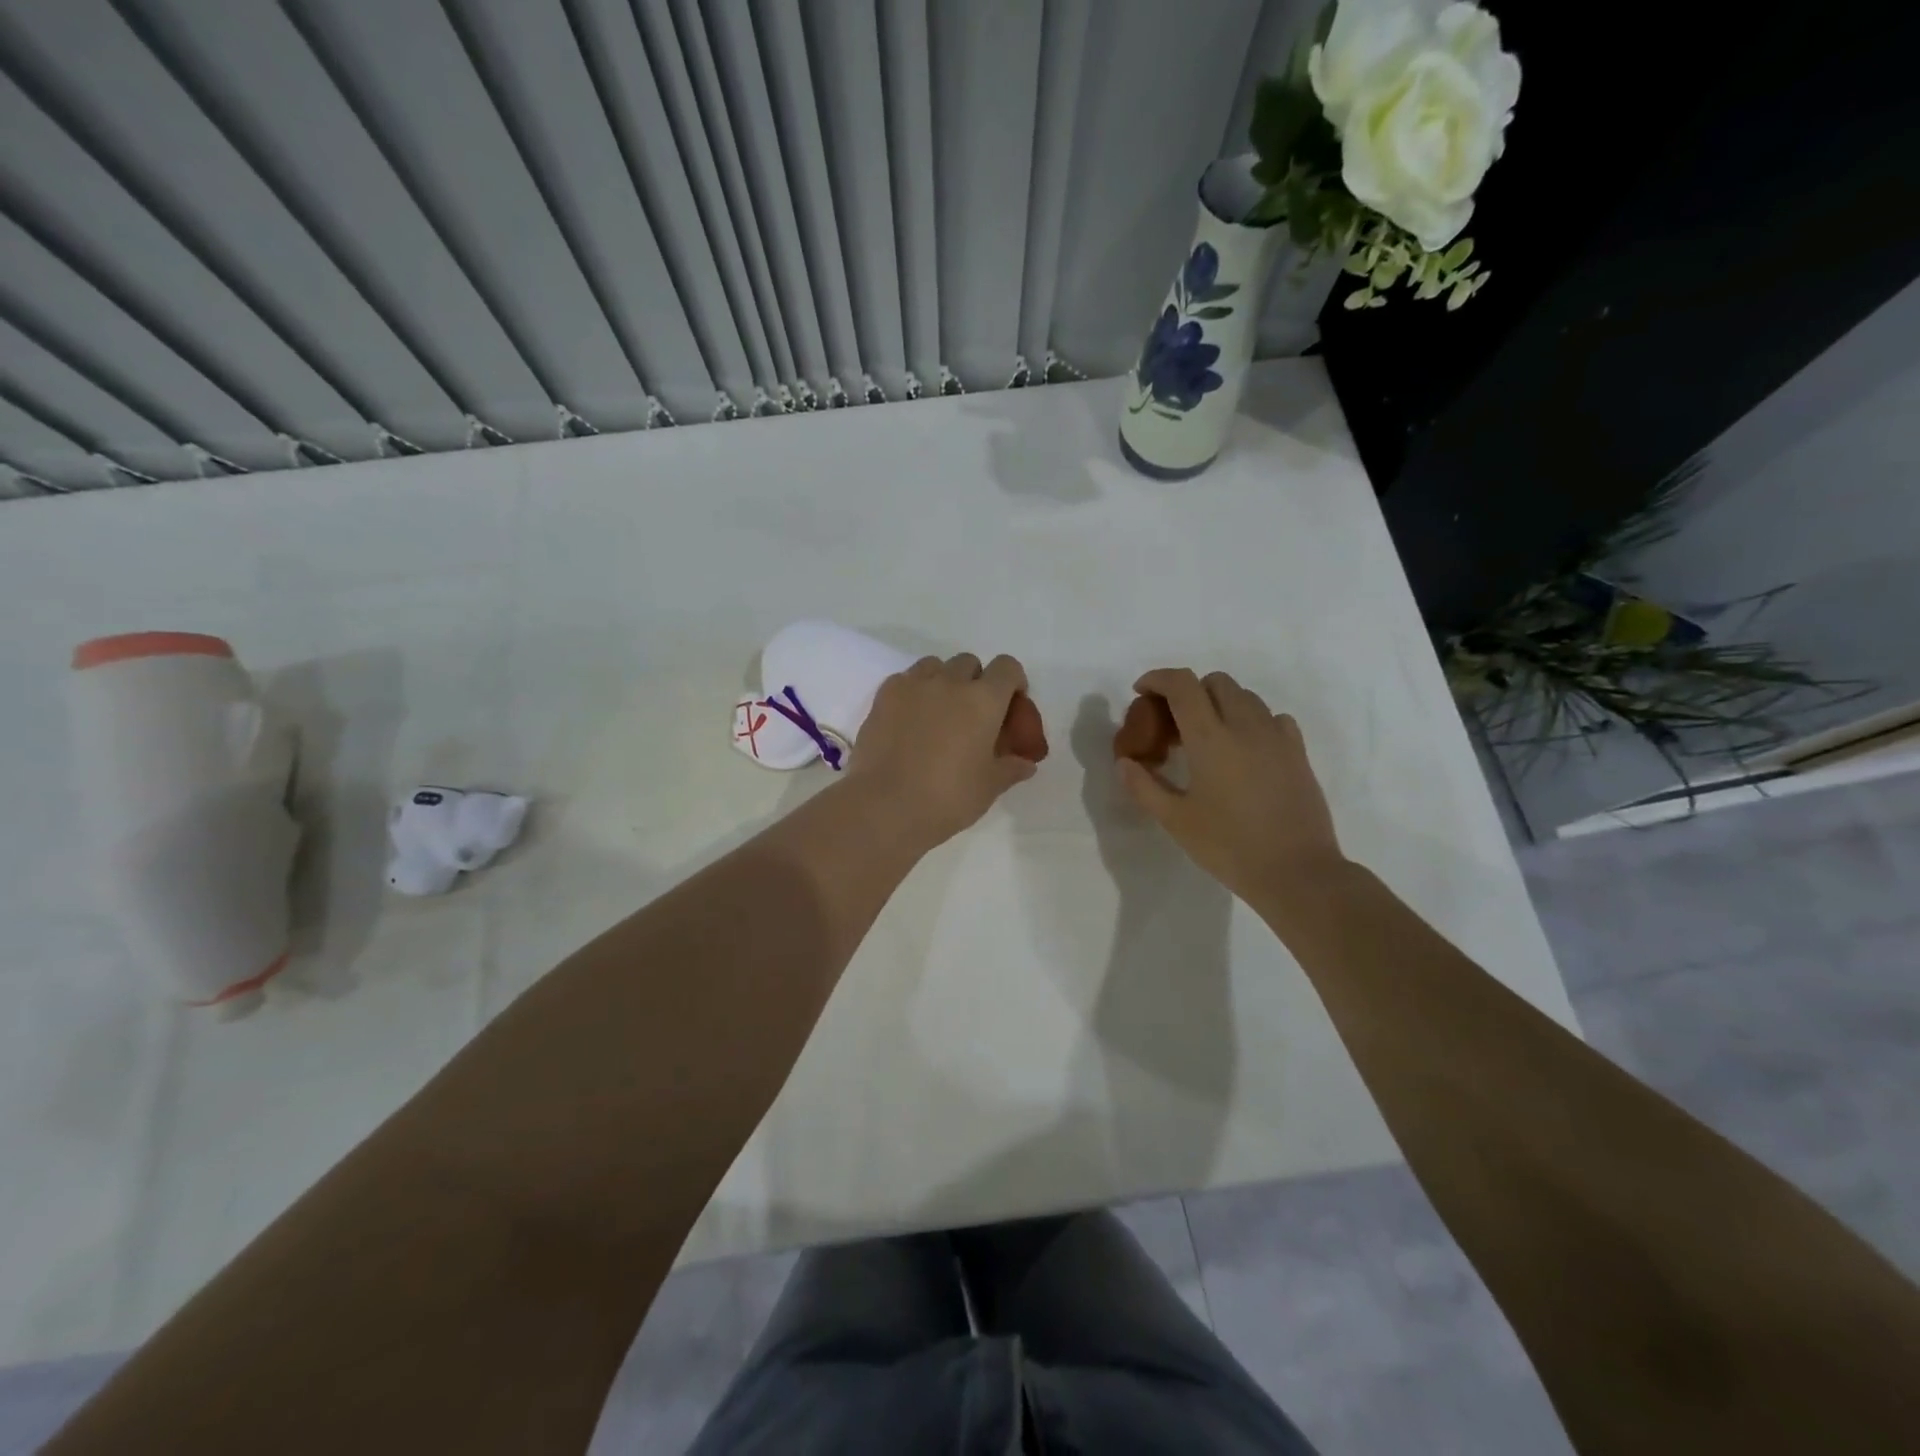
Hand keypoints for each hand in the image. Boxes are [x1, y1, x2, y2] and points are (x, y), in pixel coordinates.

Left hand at [847, 653, 1038, 846]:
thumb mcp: (989, 787)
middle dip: (976, 682)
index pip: (1007, 668)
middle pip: (970, 663)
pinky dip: (913, 692)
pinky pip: (905, 679)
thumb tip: (1026, 763)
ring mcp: (913, 685)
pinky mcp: (883, 696)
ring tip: (939, 714)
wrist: (886, 806)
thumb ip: (1010, 768)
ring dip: (943, 681)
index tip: (1010, 706)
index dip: (1013, 682)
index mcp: (984, 700)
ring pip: (935, 666)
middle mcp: (950, 682)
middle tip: (972, 716)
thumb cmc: (948, 798)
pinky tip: (910, 720)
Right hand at [1117, 668, 1346, 915]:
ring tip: (1206, 736)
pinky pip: (1272, 717)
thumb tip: (1124, 762)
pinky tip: (1243, 748)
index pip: (1183, 685)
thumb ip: (1144, 786)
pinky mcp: (1298, 752)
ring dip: (1219, 703)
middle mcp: (1245, 726)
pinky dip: (1251, 720)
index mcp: (1210, 738)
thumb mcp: (1175, 820)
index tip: (1142, 691)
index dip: (1158, 678)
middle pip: (1216, 682)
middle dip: (1189, 690)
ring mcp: (1277, 736)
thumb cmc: (1229, 846)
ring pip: (1245, 696)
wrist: (1296, 872)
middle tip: (1173, 722)